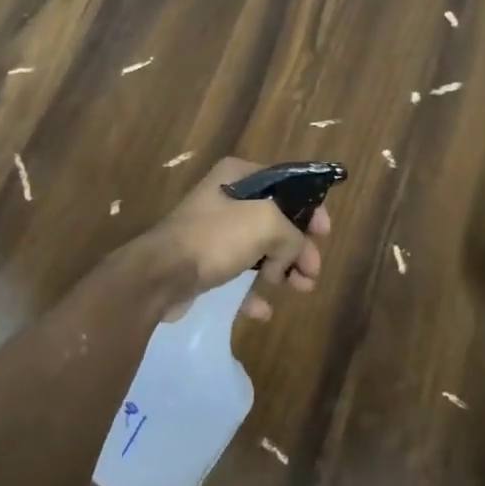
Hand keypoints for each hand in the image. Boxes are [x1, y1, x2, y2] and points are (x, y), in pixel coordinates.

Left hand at [130, 157, 330, 320]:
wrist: (160, 276)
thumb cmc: (215, 238)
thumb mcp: (266, 223)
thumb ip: (293, 233)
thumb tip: (295, 253)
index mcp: (239, 176)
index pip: (287, 184)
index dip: (310, 207)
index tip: (324, 233)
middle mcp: (226, 198)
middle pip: (277, 220)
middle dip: (299, 247)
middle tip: (312, 272)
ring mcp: (214, 231)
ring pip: (261, 248)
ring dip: (283, 270)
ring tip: (299, 290)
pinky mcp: (204, 262)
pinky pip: (238, 274)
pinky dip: (253, 290)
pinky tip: (261, 309)